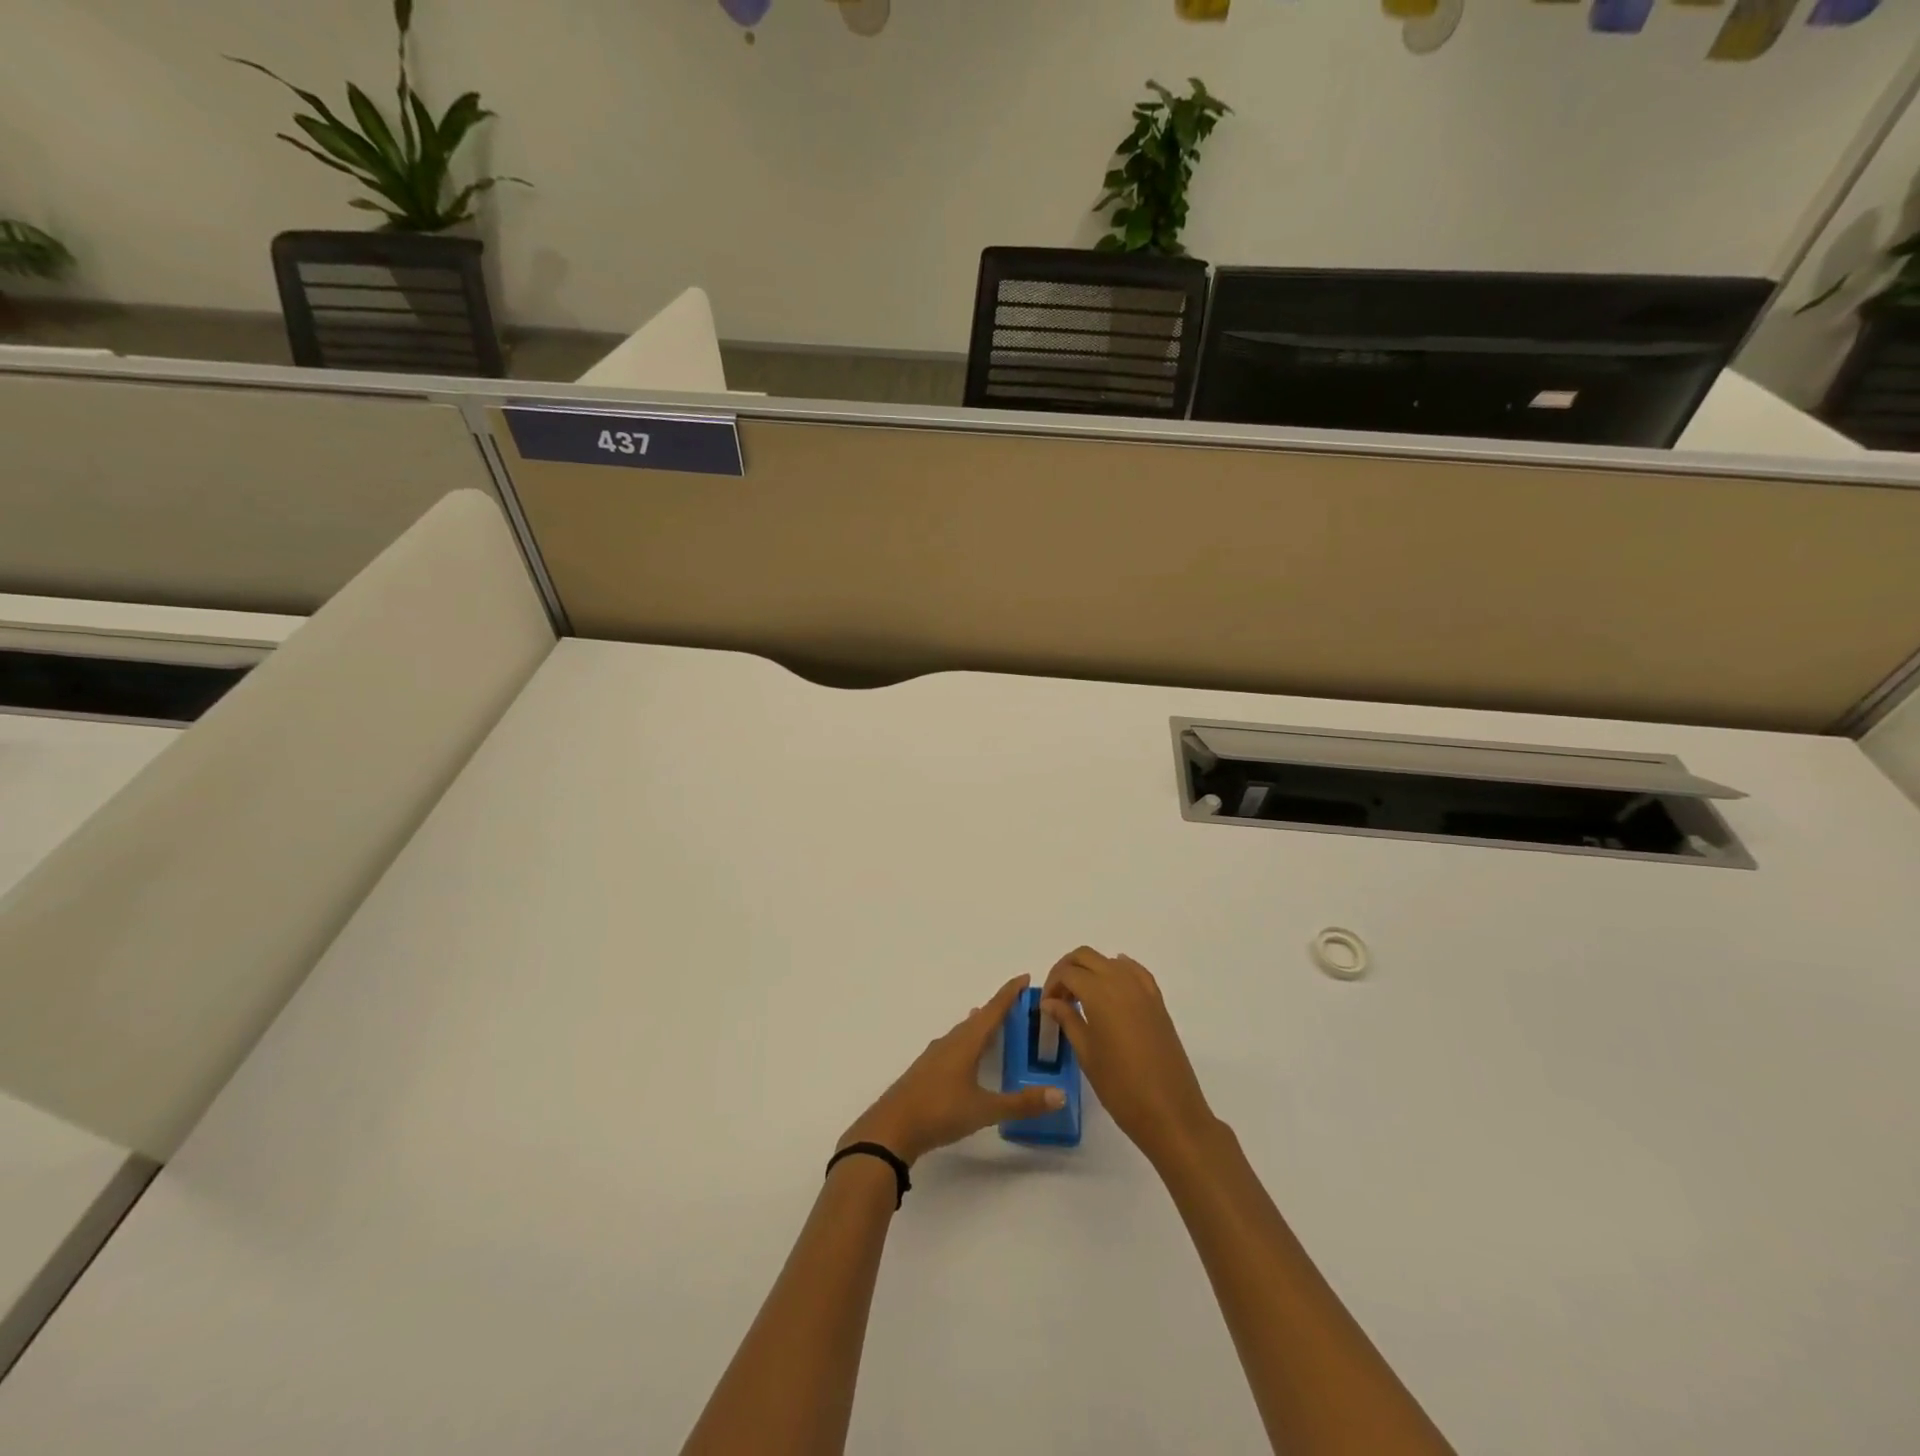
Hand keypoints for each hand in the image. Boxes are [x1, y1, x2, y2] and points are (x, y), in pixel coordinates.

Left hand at [840, 975, 1066, 1165]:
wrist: (891, 1129)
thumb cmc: (939, 1111)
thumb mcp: (985, 1110)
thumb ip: (1021, 1103)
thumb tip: (1060, 1095)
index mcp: (966, 1042)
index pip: (993, 1010)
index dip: (1009, 993)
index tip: (1024, 977)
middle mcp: (950, 1042)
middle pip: (978, 1019)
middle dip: (998, 1010)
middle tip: (1018, 1005)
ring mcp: (935, 1056)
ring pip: (963, 1032)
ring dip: (980, 1026)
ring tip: (993, 1024)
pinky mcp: (926, 1071)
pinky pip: (953, 1046)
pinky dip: (967, 1043)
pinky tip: (967, 1056)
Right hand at [1041, 947, 1213, 1165]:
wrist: (1170, 1112)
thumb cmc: (1121, 1087)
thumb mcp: (1087, 1054)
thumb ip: (1067, 1020)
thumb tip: (1050, 1002)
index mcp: (1100, 993)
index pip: (1067, 972)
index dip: (1052, 984)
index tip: (1046, 1006)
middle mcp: (1121, 982)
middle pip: (1086, 957)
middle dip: (1067, 969)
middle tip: (1059, 996)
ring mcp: (1143, 990)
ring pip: (1109, 961)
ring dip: (1091, 970)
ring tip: (1081, 998)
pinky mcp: (1158, 1002)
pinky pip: (1134, 972)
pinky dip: (1118, 971)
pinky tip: (1111, 988)